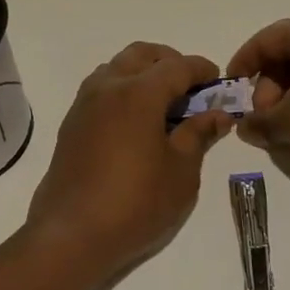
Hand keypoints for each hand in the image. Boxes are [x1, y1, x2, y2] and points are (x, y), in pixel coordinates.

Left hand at [24, 42, 233, 285]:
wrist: (71, 234)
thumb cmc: (135, 202)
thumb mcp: (181, 172)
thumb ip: (199, 134)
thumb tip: (218, 114)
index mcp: (139, 93)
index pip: (177, 66)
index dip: (201, 70)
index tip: (218, 82)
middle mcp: (108, 87)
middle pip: (142, 54)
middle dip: (170, 62)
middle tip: (190, 89)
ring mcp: (85, 104)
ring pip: (117, 67)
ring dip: (143, 73)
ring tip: (163, 105)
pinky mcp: (72, 123)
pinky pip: (101, 89)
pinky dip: (123, 90)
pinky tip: (136, 123)